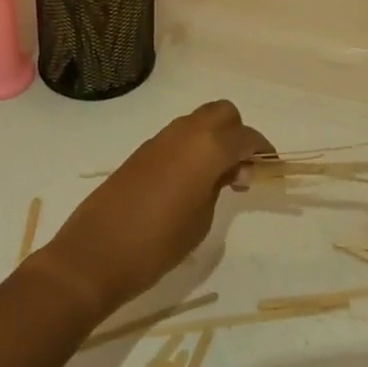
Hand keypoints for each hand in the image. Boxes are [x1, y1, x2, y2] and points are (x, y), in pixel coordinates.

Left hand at [33, 101, 273, 322]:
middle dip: (238, 133)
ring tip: (218, 178)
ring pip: (199, 121)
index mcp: (207, 147)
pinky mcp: (143, 151)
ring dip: (214, 138)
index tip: (271, 168)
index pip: (246, 137)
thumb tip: (226, 171)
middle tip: (242, 168)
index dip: (263, 150)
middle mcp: (186, 132)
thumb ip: (219, 187)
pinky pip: (179, 137)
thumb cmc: (158, 243)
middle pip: (223, 113)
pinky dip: (193, 147)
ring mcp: (161, 138)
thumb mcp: (201, 220)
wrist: (96, 253)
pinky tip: (191, 181)